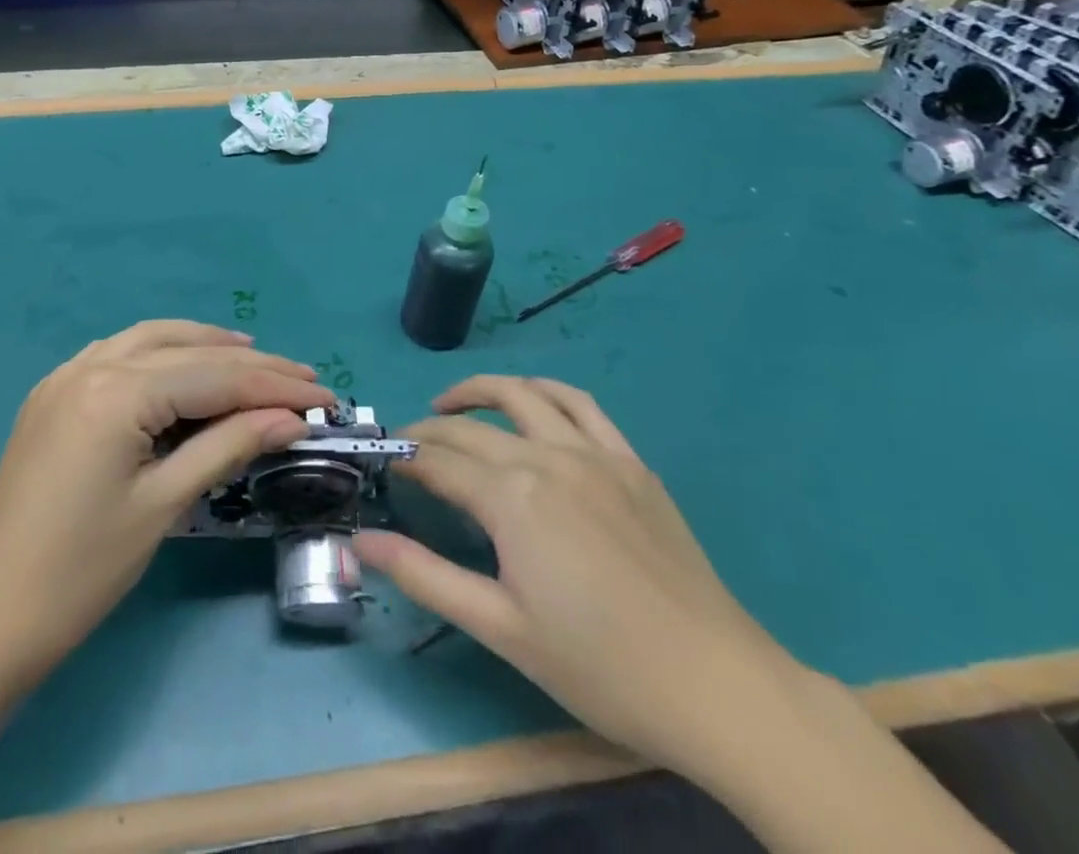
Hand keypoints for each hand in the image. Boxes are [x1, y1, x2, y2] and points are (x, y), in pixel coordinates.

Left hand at [0, 320, 337, 682]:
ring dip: (204, 346)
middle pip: (187, 351)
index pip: (213, 376)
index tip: (323, 396)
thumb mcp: (164, 504)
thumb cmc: (83, 570)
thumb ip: (228, 446)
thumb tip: (288, 419)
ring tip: (252, 358)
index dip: (274, 386)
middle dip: (249, 365)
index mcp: (116, 392)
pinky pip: (118, 354)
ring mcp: (66, 375)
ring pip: (150, 340)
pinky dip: (161, 354)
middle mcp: (90, 365)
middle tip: (303, 379)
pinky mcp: (55, 394)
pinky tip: (184, 368)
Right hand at [356, 376, 790, 778]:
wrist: (716, 686)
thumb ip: (424, 576)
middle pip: (470, 429)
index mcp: (512, 498)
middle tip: (407, 448)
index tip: (382, 462)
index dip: (404, 458)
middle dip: (428, 432)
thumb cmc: (600, 666)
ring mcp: (594, 453)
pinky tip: (531, 403)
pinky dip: (544, 391)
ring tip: (452, 406)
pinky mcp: (630, 462)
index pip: (438, 461)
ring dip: (479, 392)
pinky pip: (580, 404)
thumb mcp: (500, 628)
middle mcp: (547, 457)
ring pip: (523, 394)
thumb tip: (362, 540)